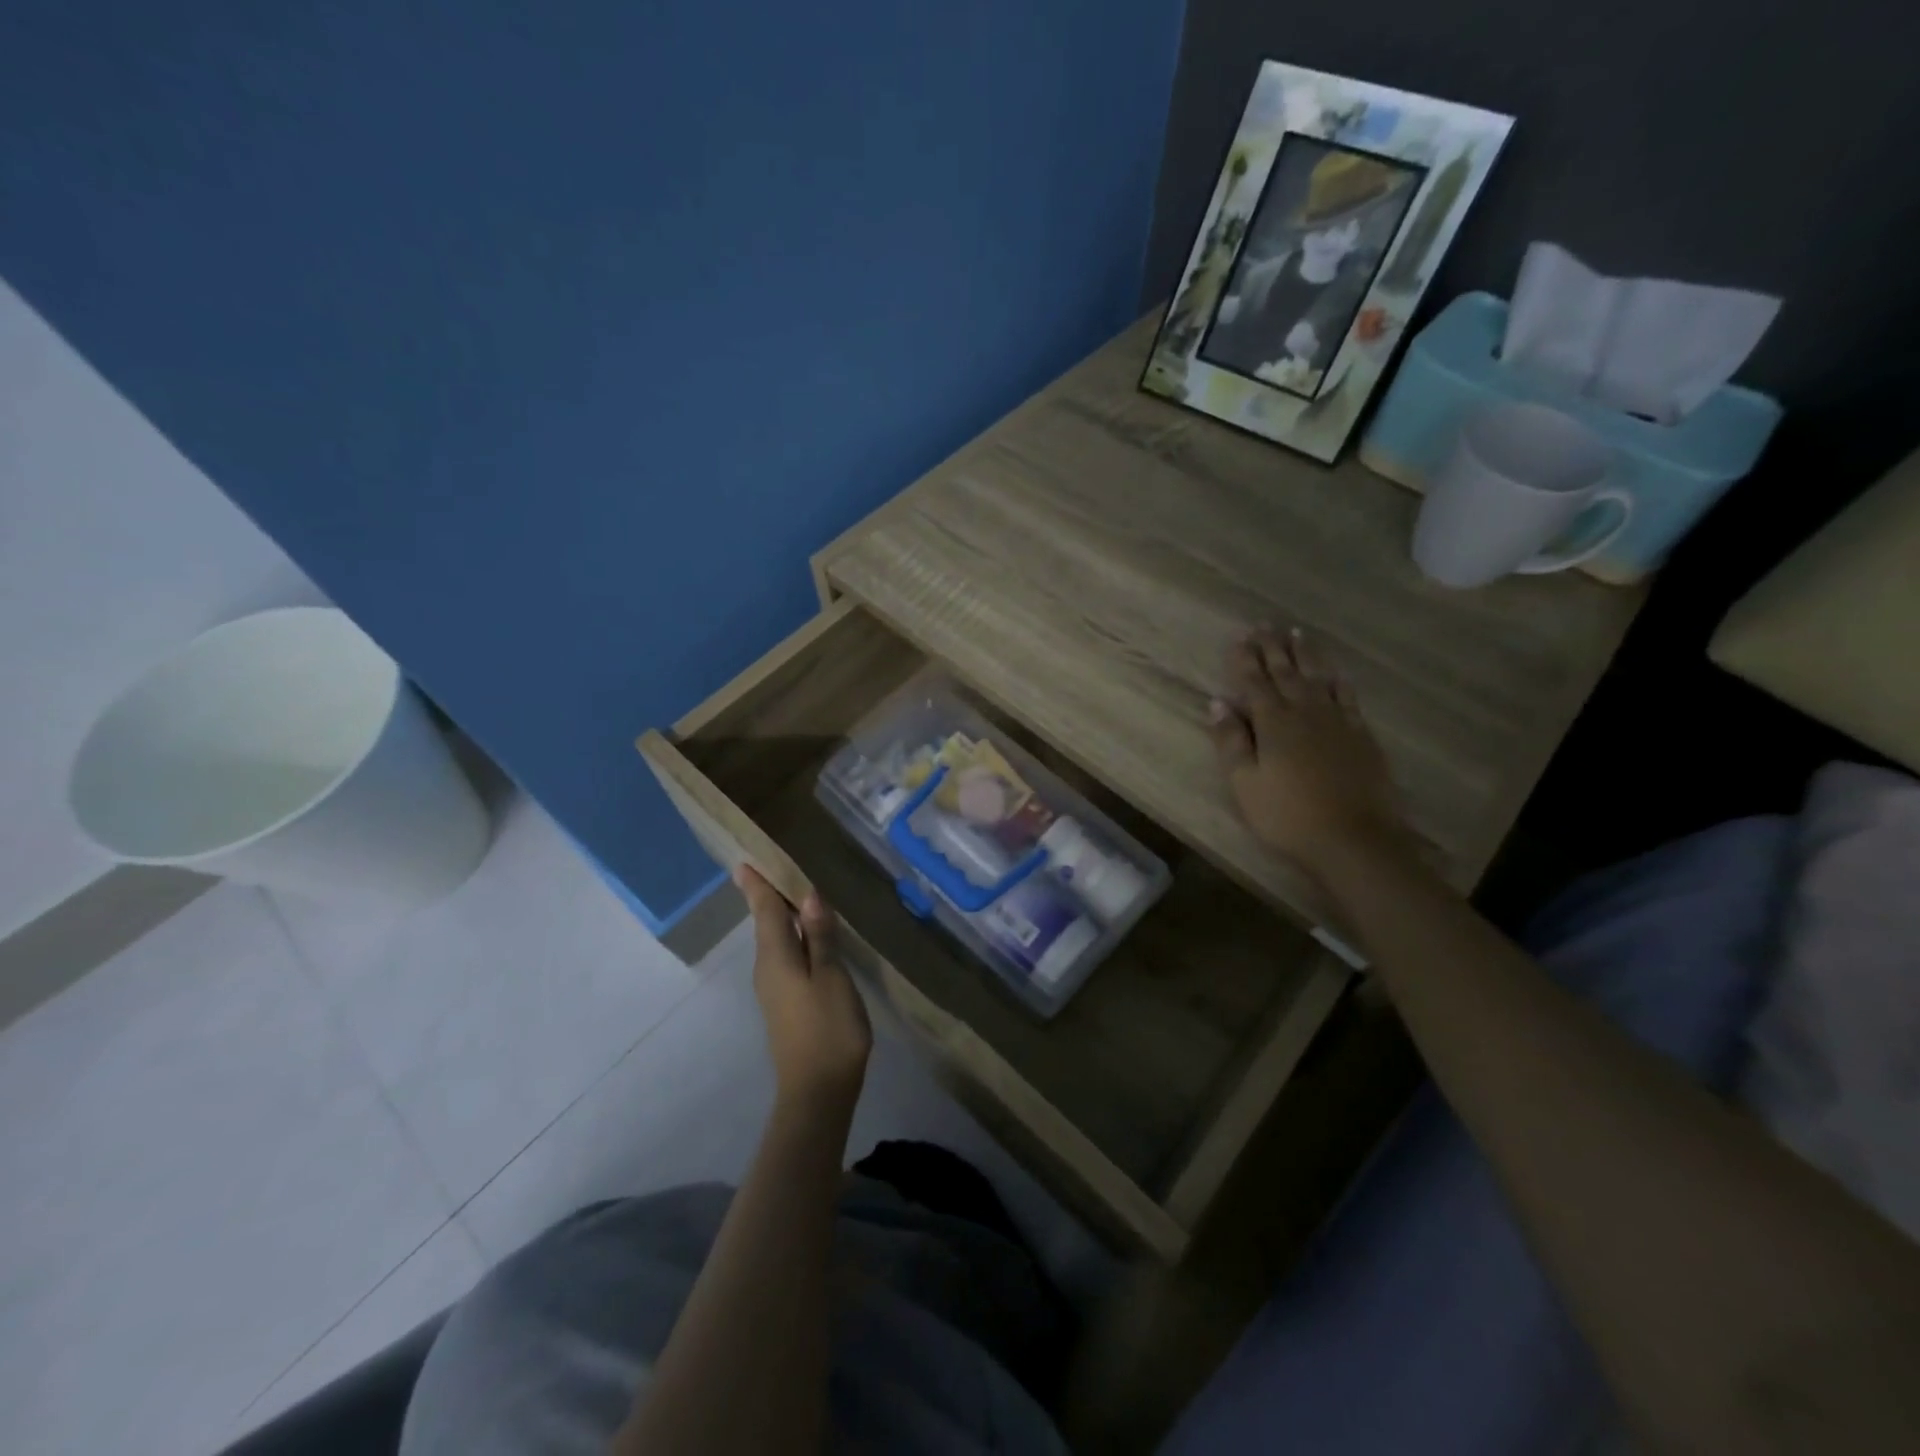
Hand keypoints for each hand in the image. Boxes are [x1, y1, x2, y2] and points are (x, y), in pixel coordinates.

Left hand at [734, 866, 870, 1113]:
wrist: (817, 1092)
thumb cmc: (828, 1029)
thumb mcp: (832, 978)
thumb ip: (820, 937)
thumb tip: (809, 895)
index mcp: (776, 957)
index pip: (765, 911)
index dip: (756, 886)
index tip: (743, 863)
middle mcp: (767, 968)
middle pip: (766, 923)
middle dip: (767, 896)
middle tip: (772, 866)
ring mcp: (774, 988)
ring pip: (775, 940)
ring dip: (780, 915)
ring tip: (792, 890)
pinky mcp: (785, 1002)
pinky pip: (783, 956)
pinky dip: (791, 936)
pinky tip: (807, 933)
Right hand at [1208, 627, 1412, 884]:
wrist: (1354, 838)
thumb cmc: (1287, 815)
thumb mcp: (1245, 783)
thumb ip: (1231, 741)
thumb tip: (1217, 703)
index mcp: (1272, 722)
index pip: (1254, 682)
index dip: (1245, 659)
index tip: (1239, 638)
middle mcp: (1305, 712)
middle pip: (1286, 672)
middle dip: (1272, 648)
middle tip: (1265, 625)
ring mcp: (1337, 721)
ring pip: (1318, 677)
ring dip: (1305, 655)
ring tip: (1297, 634)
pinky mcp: (1361, 735)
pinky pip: (1348, 697)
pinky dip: (1338, 680)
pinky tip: (1335, 673)